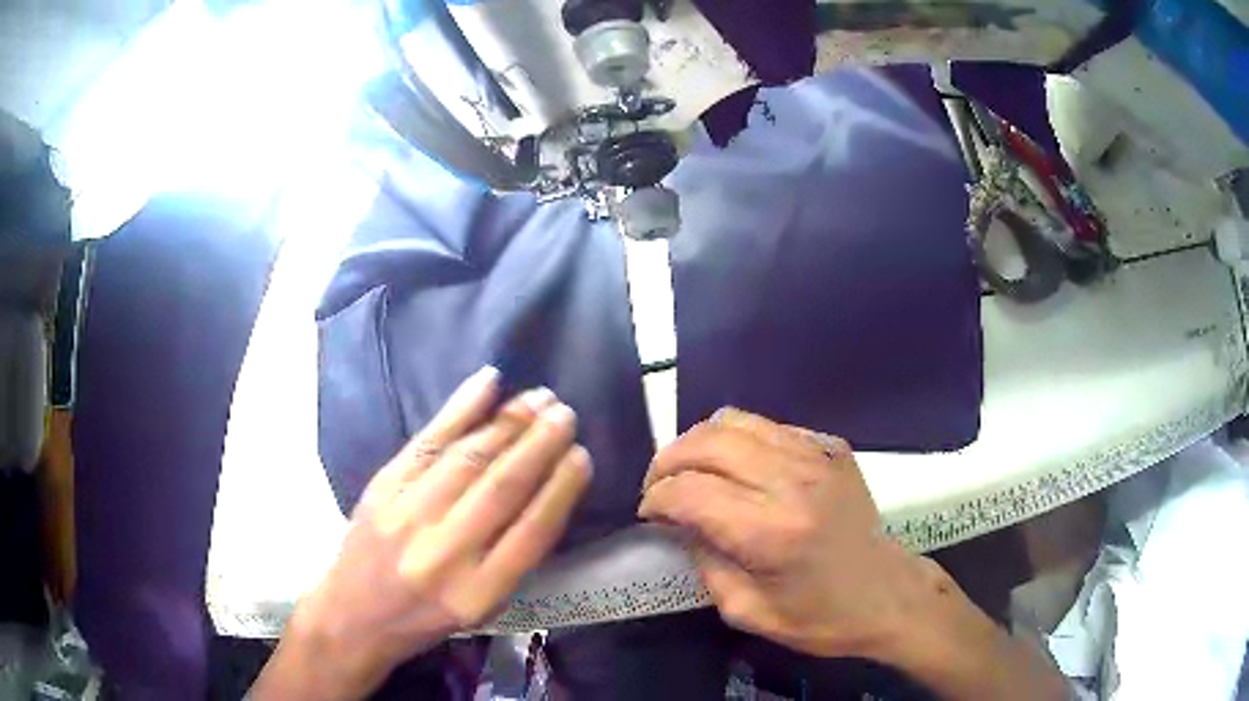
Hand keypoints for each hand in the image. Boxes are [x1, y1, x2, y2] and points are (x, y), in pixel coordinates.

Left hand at [252, 367, 591, 699]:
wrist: (354, 613)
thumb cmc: (427, 616)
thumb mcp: (481, 605)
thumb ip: (515, 556)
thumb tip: (548, 490)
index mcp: (477, 592)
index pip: (531, 532)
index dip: (560, 489)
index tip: (582, 455)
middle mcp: (443, 553)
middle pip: (501, 488)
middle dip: (539, 445)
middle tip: (564, 414)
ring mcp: (407, 515)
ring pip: (467, 459)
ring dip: (507, 423)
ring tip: (538, 398)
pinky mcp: (382, 488)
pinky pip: (426, 441)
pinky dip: (459, 409)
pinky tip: (487, 384)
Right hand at [638, 407, 925, 658]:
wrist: (888, 595)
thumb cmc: (819, 617)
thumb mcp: (747, 611)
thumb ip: (705, 562)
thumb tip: (681, 523)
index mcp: (771, 533)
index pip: (690, 492)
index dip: (656, 499)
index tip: (649, 514)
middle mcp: (793, 482)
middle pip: (707, 442)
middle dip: (668, 461)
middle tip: (660, 487)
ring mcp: (817, 456)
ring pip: (735, 421)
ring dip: (699, 442)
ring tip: (691, 470)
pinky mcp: (832, 447)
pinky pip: (769, 426)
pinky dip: (739, 440)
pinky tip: (737, 468)